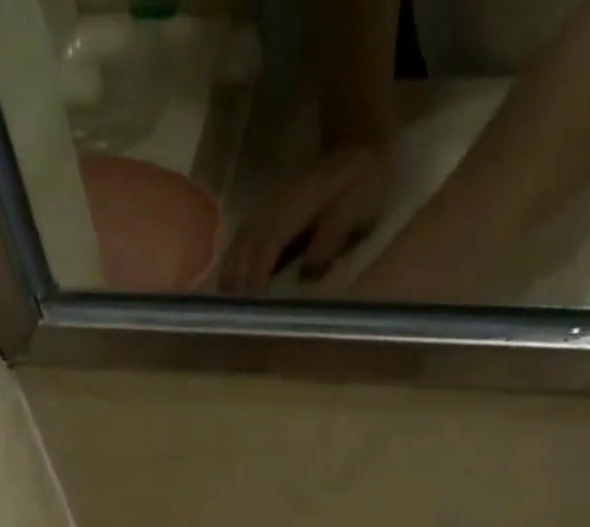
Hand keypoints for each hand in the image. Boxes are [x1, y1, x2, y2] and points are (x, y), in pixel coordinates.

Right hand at [218, 142, 394, 293]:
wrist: (358, 147)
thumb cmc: (364, 183)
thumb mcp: (359, 205)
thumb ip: (334, 232)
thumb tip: (310, 270)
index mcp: (297, 206)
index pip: (268, 243)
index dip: (257, 274)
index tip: (252, 305)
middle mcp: (274, 207)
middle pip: (246, 246)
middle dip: (238, 281)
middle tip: (235, 316)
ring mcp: (266, 209)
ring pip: (239, 243)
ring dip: (229, 274)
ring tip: (226, 306)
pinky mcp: (265, 216)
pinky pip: (241, 241)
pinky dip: (232, 264)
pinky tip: (228, 285)